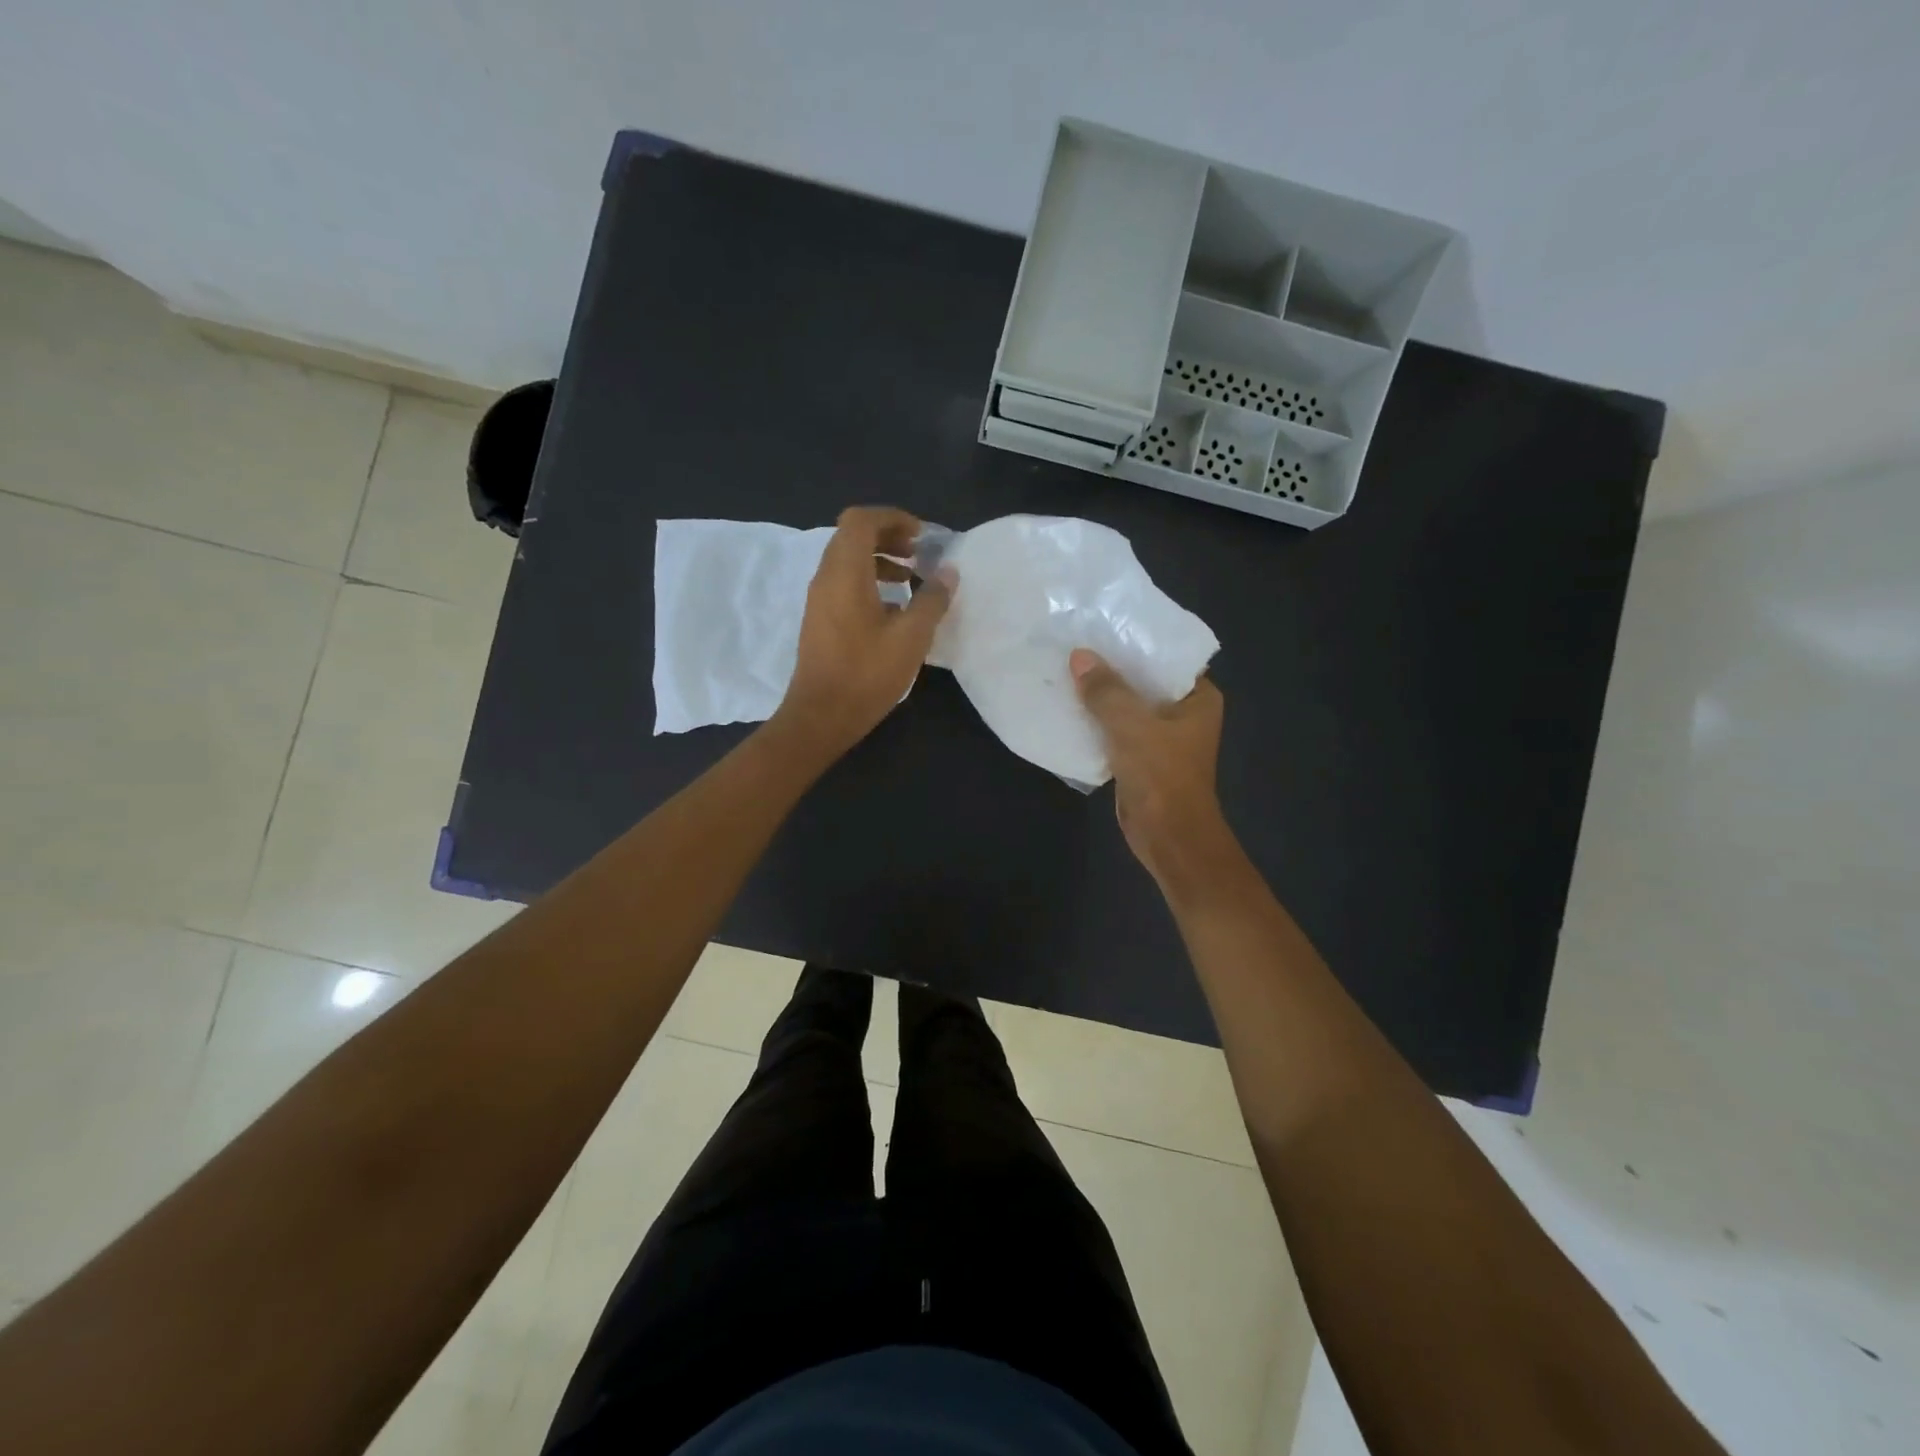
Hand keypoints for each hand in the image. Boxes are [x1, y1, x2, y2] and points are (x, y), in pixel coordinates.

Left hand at [774, 507, 953, 758]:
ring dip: (879, 561)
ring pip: (847, 562)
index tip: (921, 536)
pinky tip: (894, 610)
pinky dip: (869, 582)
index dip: (892, 518)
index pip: (860, 520)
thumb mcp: (911, 637)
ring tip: (911, 579)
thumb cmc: (866, 673)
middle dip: (888, 537)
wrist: (821, 716)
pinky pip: (843, 585)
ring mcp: (819, 600)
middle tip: (919, 554)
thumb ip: (932, 599)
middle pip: (852, 537)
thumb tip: (948, 572)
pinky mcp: (820, 620)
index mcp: (845, 572)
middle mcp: (826, 578)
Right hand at [1071, 648, 1230, 890]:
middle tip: (1078, 643)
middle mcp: (1184, 713)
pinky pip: (1117, 730)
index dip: (1137, 641)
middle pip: (1144, 680)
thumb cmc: (1161, 775)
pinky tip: (1070, 707)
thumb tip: (1079, 656)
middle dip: (1113, 668)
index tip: (1105, 625)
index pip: (1168, 657)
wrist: (1168, 836)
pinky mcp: (1142, 757)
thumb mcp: (1131, 725)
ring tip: (1068, 669)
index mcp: (1199, 698)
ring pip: (1128, 706)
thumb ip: (1105, 690)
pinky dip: (1098, 721)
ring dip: (1102, 695)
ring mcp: (1163, 736)